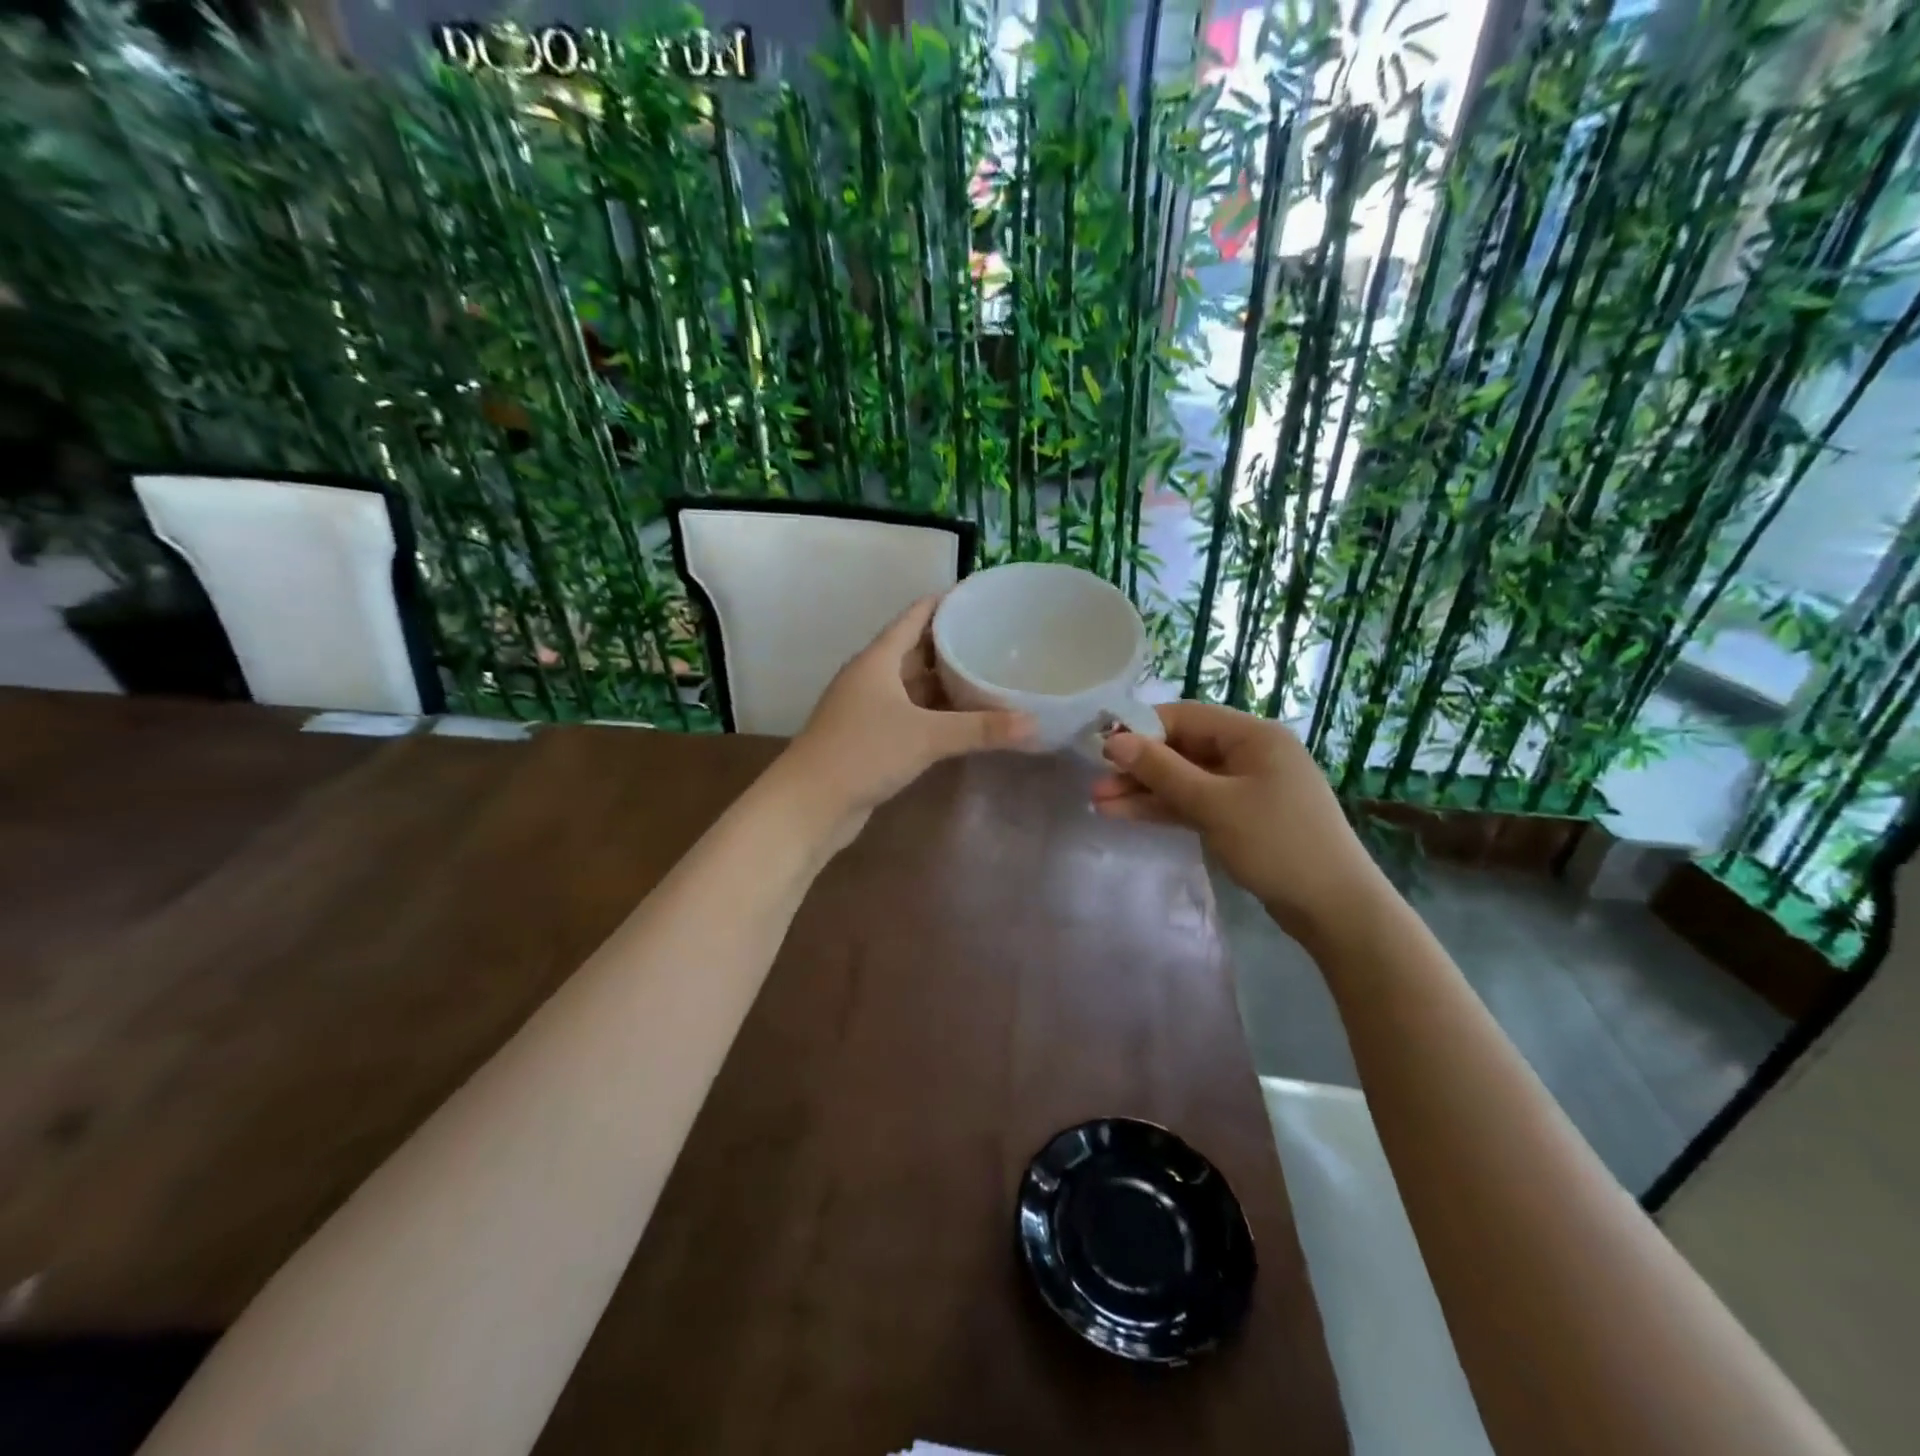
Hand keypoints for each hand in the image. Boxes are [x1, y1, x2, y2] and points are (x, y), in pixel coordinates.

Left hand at [781, 595, 1036, 831]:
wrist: (809, 804)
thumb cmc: (863, 753)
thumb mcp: (926, 736)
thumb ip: (981, 729)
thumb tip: (1035, 724)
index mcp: (877, 660)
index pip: (915, 616)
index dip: (946, 603)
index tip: (981, 597)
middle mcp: (871, 677)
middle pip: (915, 649)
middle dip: (952, 644)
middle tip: (996, 639)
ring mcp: (867, 708)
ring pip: (912, 685)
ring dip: (944, 681)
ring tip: (987, 675)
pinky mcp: (869, 737)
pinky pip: (909, 713)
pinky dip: (934, 712)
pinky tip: (962, 719)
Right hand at [1091, 702, 1391, 946]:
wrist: (1335, 909)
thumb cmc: (1277, 844)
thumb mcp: (1214, 804)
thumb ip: (1162, 771)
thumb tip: (1114, 741)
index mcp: (1253, 735)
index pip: (1185, 717)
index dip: (1140, 729)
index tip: (1101, 747)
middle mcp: (1250, 753)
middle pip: (1183, 749)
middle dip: (1139, 767)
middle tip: (1095, 784)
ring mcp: (1247, 787)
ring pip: (1186, 779)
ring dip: (1146, 791)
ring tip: (1100, 803)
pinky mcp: (1242, 817)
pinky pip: (1197, 803)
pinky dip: (1166, 809)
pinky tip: (1127, 815)